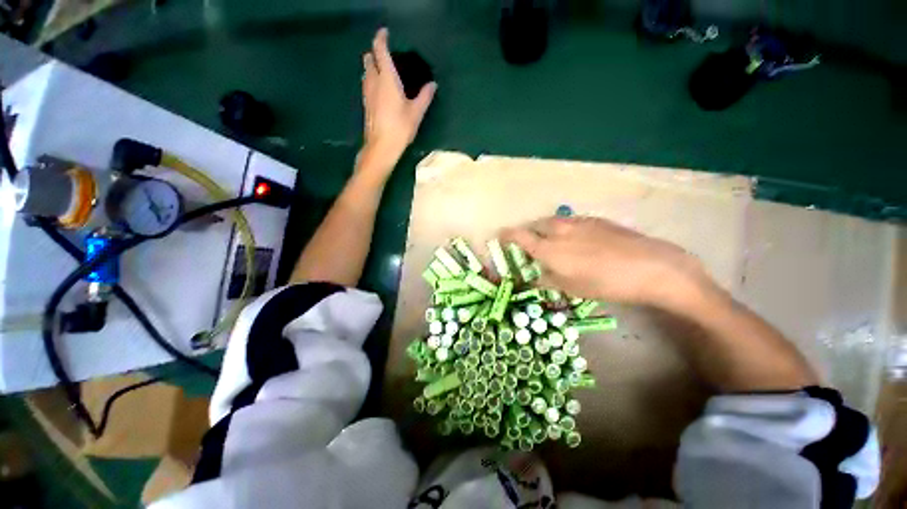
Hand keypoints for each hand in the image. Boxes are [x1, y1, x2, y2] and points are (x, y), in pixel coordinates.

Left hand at [359, 28, 436, 178]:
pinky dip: (371, 80)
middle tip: (385, 55)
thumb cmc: (400, 128)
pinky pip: (367, 85)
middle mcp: (373, 82)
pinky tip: (379, 90)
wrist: (381, 147)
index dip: (381, 39)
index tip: (385, 33)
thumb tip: (432, 85)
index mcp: (386, 79)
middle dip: (374, 53)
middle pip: (368, 60)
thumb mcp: (416, 112)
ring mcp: (367, 94)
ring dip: (371, 67)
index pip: (380, 51)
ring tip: (382, 71)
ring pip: (366, 73)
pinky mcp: (366, 105)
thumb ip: (424, 96)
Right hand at [502, 216, 708, 307]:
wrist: (651, 266)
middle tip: (529, 245)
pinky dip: (562, 228)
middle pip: (534, 225)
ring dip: (544, 230)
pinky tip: (575, 240)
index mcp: (548, 248)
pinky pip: (569, 221)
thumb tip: (534, 278)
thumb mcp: (571, 288)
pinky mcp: (594, 220)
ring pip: (551, 221)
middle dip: (527, 233)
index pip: (518, 236)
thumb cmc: (605, 283)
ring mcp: (577, 222)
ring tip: (551, 242)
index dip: (506, 235)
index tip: (500, 236)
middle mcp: (558, 230)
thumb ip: (547, 280)